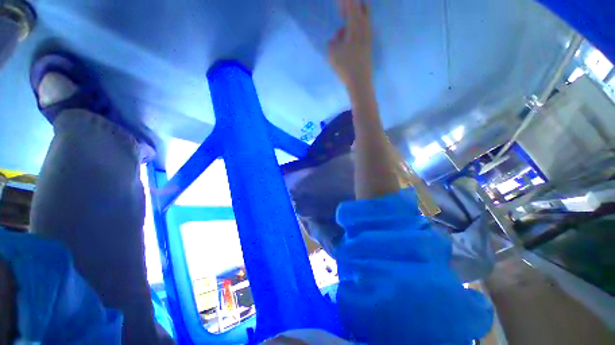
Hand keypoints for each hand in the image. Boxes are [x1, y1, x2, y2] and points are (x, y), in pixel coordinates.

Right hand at [328, 0, 372, 88]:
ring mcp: (369, 36)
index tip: (337, 5)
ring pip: (364, 18)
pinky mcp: (369, 45)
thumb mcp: (332, 52)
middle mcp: (365, 26)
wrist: (360, 82)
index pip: (351, 2)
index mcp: (356, 23)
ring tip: (342, 30)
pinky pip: (363, 29)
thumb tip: (337, 38)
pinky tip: (347, 39)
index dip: (344, 1)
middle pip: (362, 5)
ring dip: (353, 18)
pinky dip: (355, 28)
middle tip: (341, 12)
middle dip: (351, 5)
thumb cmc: (345, 66)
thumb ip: (332, 41)